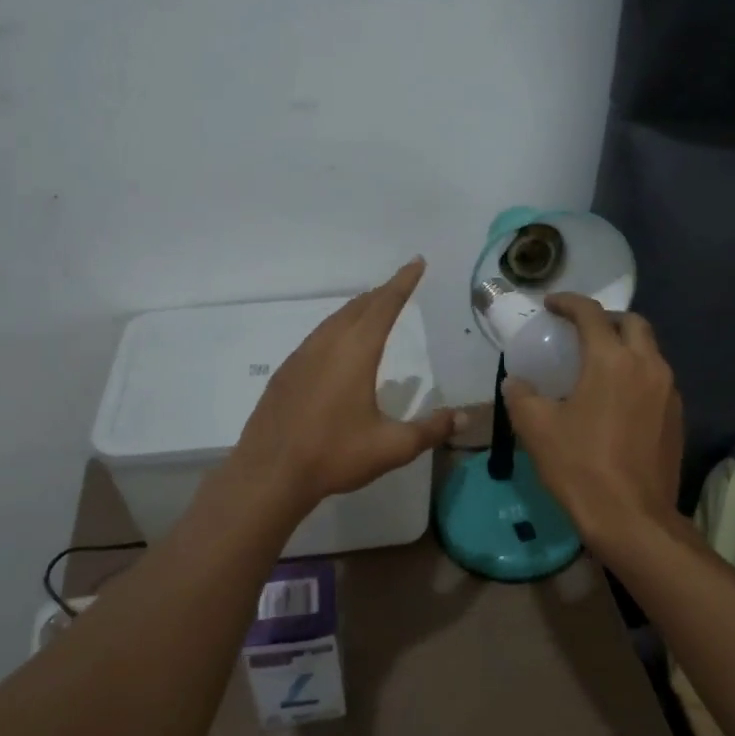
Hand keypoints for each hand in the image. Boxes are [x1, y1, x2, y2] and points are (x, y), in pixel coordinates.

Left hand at [227, 258, 459, 515]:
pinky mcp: (285, 373)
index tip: (417, 262)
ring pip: (334, 321)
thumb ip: (431, 430)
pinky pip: (317, 338)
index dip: (403, 282)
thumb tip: (465, 417)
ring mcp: (301, 357)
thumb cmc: (335, 455)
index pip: (385, 305)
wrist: (269, 473)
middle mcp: (327, 344)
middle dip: (382, 293)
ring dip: (357, 310)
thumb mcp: (392, 447)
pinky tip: (337, 347)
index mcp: (356, 352)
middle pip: (358, 307)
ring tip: (372, 309)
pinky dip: (336, 329)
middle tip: (400, 285)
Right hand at [502, 294, 683, 549]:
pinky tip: (618, 399)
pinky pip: (657, 379)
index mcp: (611, 360)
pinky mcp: (677, 417)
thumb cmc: (580, 467)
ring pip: (650, 351)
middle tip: (581, 332)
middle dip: (606, 319)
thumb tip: (516, 383)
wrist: (632, 518)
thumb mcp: (537, 429)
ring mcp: (668, 392)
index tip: (551, 305)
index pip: (591, 314)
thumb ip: (522, 396)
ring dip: (625, 346)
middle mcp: (647, 366)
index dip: (568, 303)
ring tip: (599, 364)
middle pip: (633, 323)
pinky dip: (637, 374)